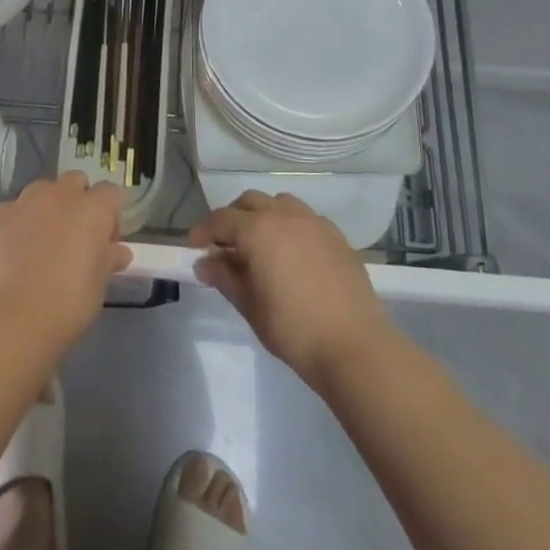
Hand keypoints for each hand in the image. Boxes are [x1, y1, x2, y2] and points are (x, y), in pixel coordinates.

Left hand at [0, 174, 132, 353]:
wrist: (14, 317)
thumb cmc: (68, 302)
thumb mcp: (99, 284)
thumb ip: (109, 259)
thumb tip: (118, 251)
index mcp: (92, 209)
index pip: (111, 193)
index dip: (111, 214)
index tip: (106, 240)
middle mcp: (59, 195)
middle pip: (75, 181)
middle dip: (79, 200)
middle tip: (75, 235)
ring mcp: (24, 202)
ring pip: (42, 190)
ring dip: (47, 206)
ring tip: (42, 239)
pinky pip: (13, 209)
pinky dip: (18, 222)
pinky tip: (14, 250)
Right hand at [191, 192, 396, 389]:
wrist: (356, 347)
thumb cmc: (294, 330)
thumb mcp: (251, 306)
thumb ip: (225, 278)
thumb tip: (205, 264)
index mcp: (259, 230)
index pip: (222, 219)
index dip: (204, 230)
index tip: (194, 246)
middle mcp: (286, 216)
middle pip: (251, 202)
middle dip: (233, 217)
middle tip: (224, 244)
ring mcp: (315, 223)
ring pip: (280, 204)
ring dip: (263, 216)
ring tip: (260, 244)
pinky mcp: (337, 237)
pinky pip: (306, 219)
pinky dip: (290, 226)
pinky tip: (292, 254)